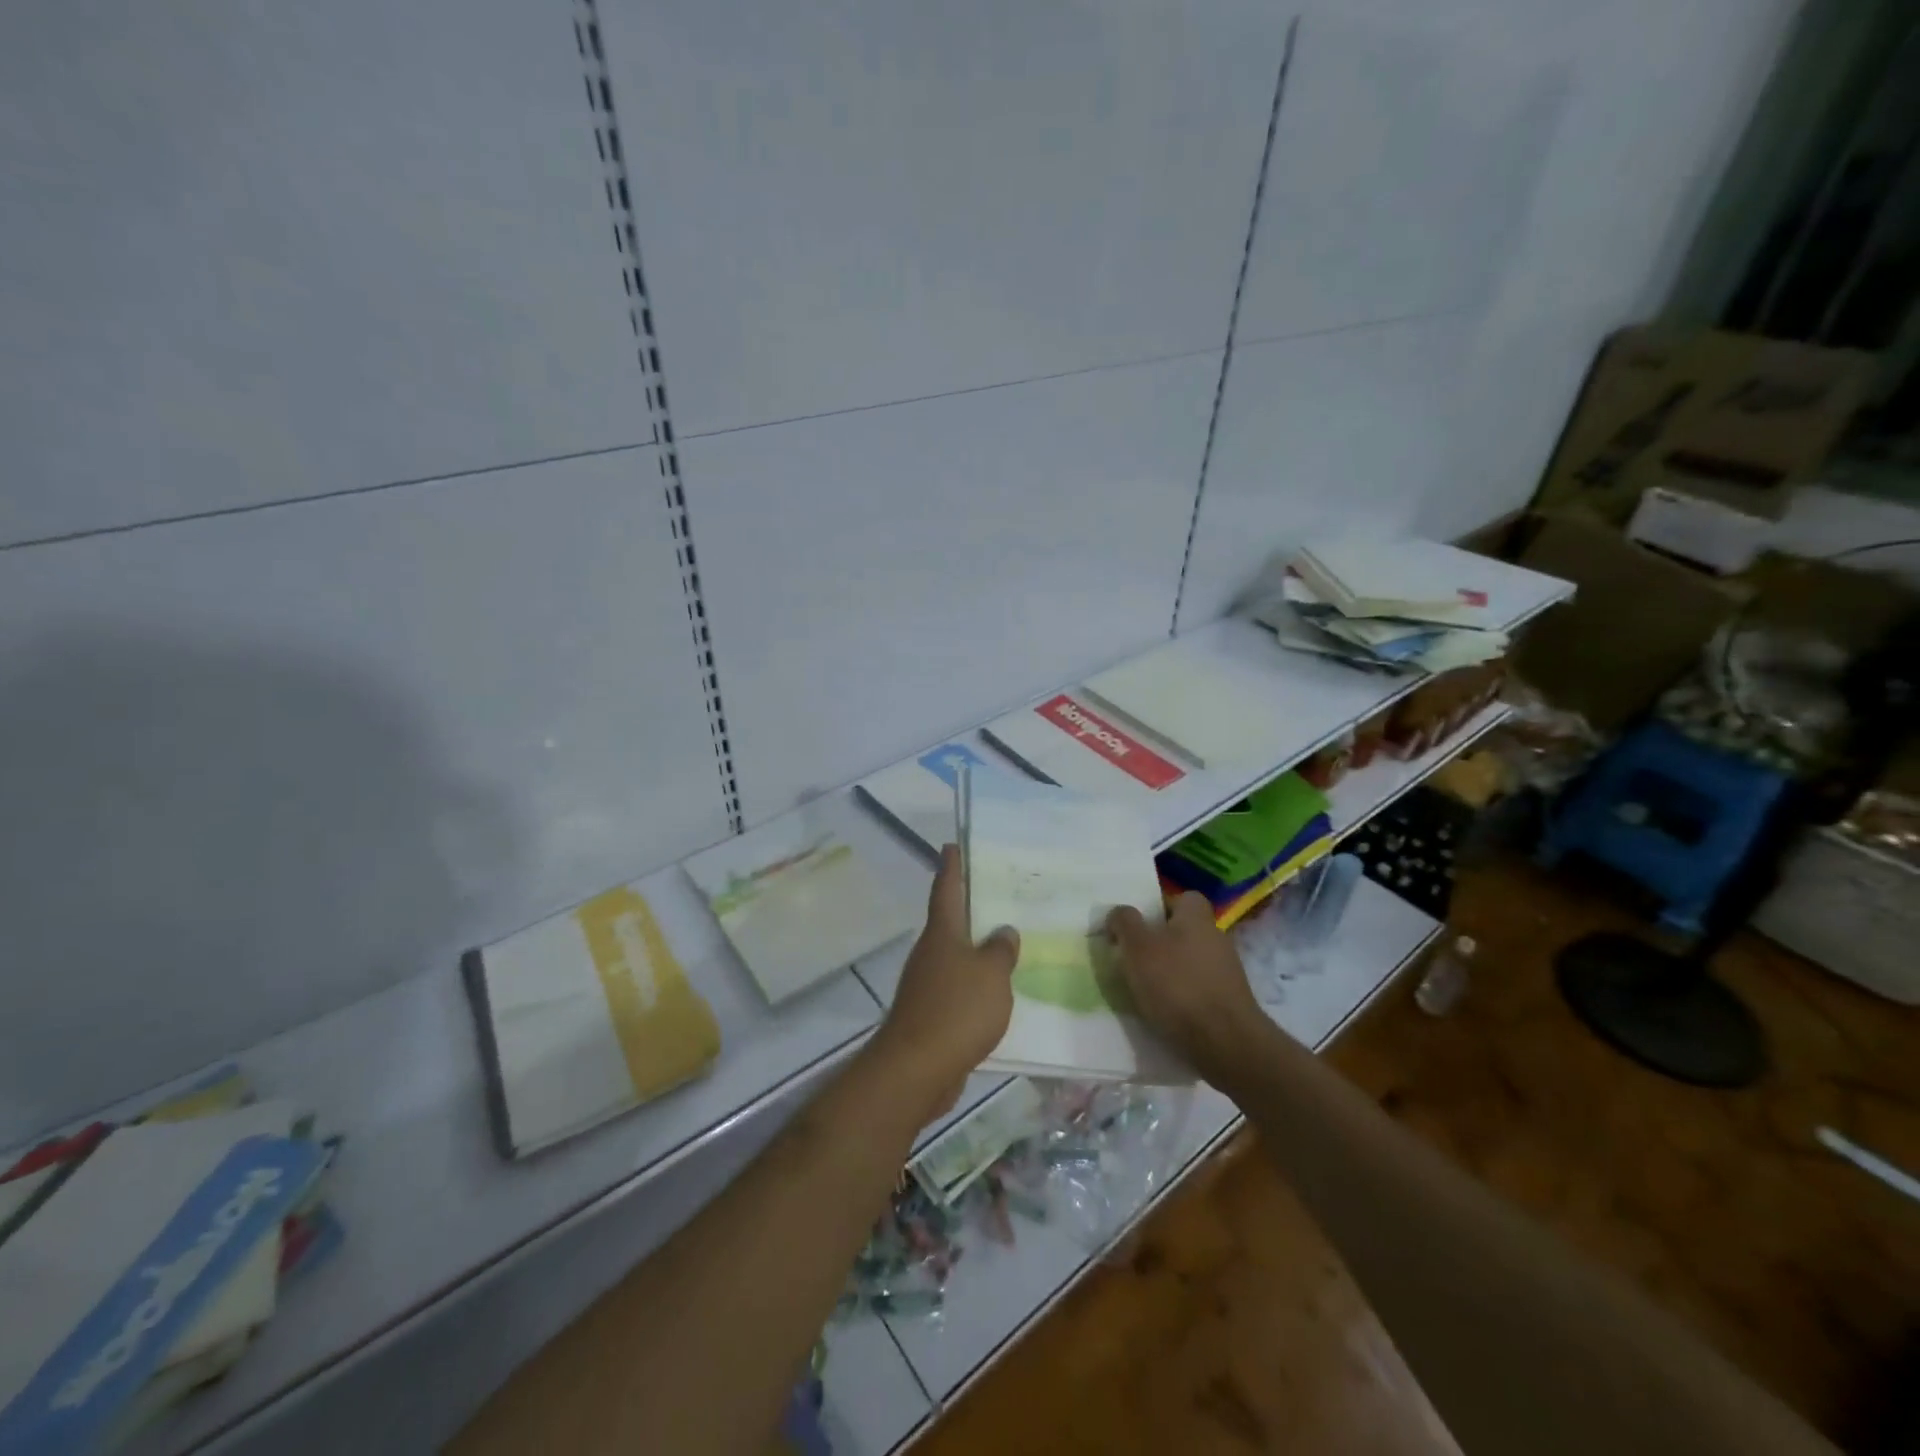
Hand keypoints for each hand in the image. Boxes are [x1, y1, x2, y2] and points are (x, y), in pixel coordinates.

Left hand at [870, 845, 1018, 1119]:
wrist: (917, 1069)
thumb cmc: (957, 1009)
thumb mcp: (992, 974)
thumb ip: (1001, 950)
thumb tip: (1003, 932)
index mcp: (942, 933)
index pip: (946, 889)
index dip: (951, 866)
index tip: (951, 845)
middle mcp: (930, 952)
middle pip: (950, 923)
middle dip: (970, 910)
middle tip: (997, 897)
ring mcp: (926, 984)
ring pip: (955, 957)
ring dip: (975, 951)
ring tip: (1005, 946)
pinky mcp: (930, 1014)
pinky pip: (957, 989)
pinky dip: (974, 986)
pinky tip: (995, 994)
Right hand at [1108, 891, 1275, 1086]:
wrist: (1224, 1042)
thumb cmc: (1176, 985)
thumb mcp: (1137, 947)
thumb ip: (1125, 923)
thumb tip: (1119, 912)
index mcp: (1197, 917)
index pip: (1182, 897)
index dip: (1158, 907)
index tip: (1137, 925)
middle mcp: (1216, 937)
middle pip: (1184, 930)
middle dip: (1160, 942)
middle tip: (1133, 958)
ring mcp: (1227, 971)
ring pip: (1190, 961)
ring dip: (1169, 971)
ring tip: (1144, 990)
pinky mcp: (1229, 1001)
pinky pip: (1198, 989)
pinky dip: (1182, 996)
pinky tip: (1165, 1012)